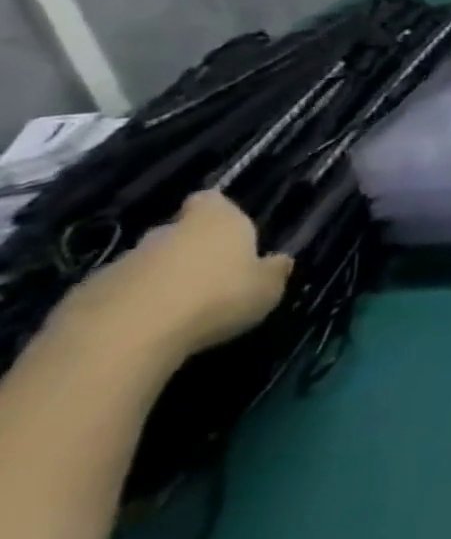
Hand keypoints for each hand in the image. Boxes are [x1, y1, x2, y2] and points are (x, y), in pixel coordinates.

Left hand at [61, 192, 290, 360]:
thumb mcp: (267, 289)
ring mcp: (122, 263)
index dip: (216, 211)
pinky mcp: (85, 295)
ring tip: (180, 310)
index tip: (225, 230)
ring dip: (161, 279)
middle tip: (210, 277)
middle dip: (190, 249)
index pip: (210, 201)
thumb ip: (273, 271)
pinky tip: (146, 329)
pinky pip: (119, 293)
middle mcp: (166, 233)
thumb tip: (278, 260)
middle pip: (177, 233)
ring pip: (148, 264)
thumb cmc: (216, 299)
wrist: (123, 337)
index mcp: (215, 222)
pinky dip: (132, 305)